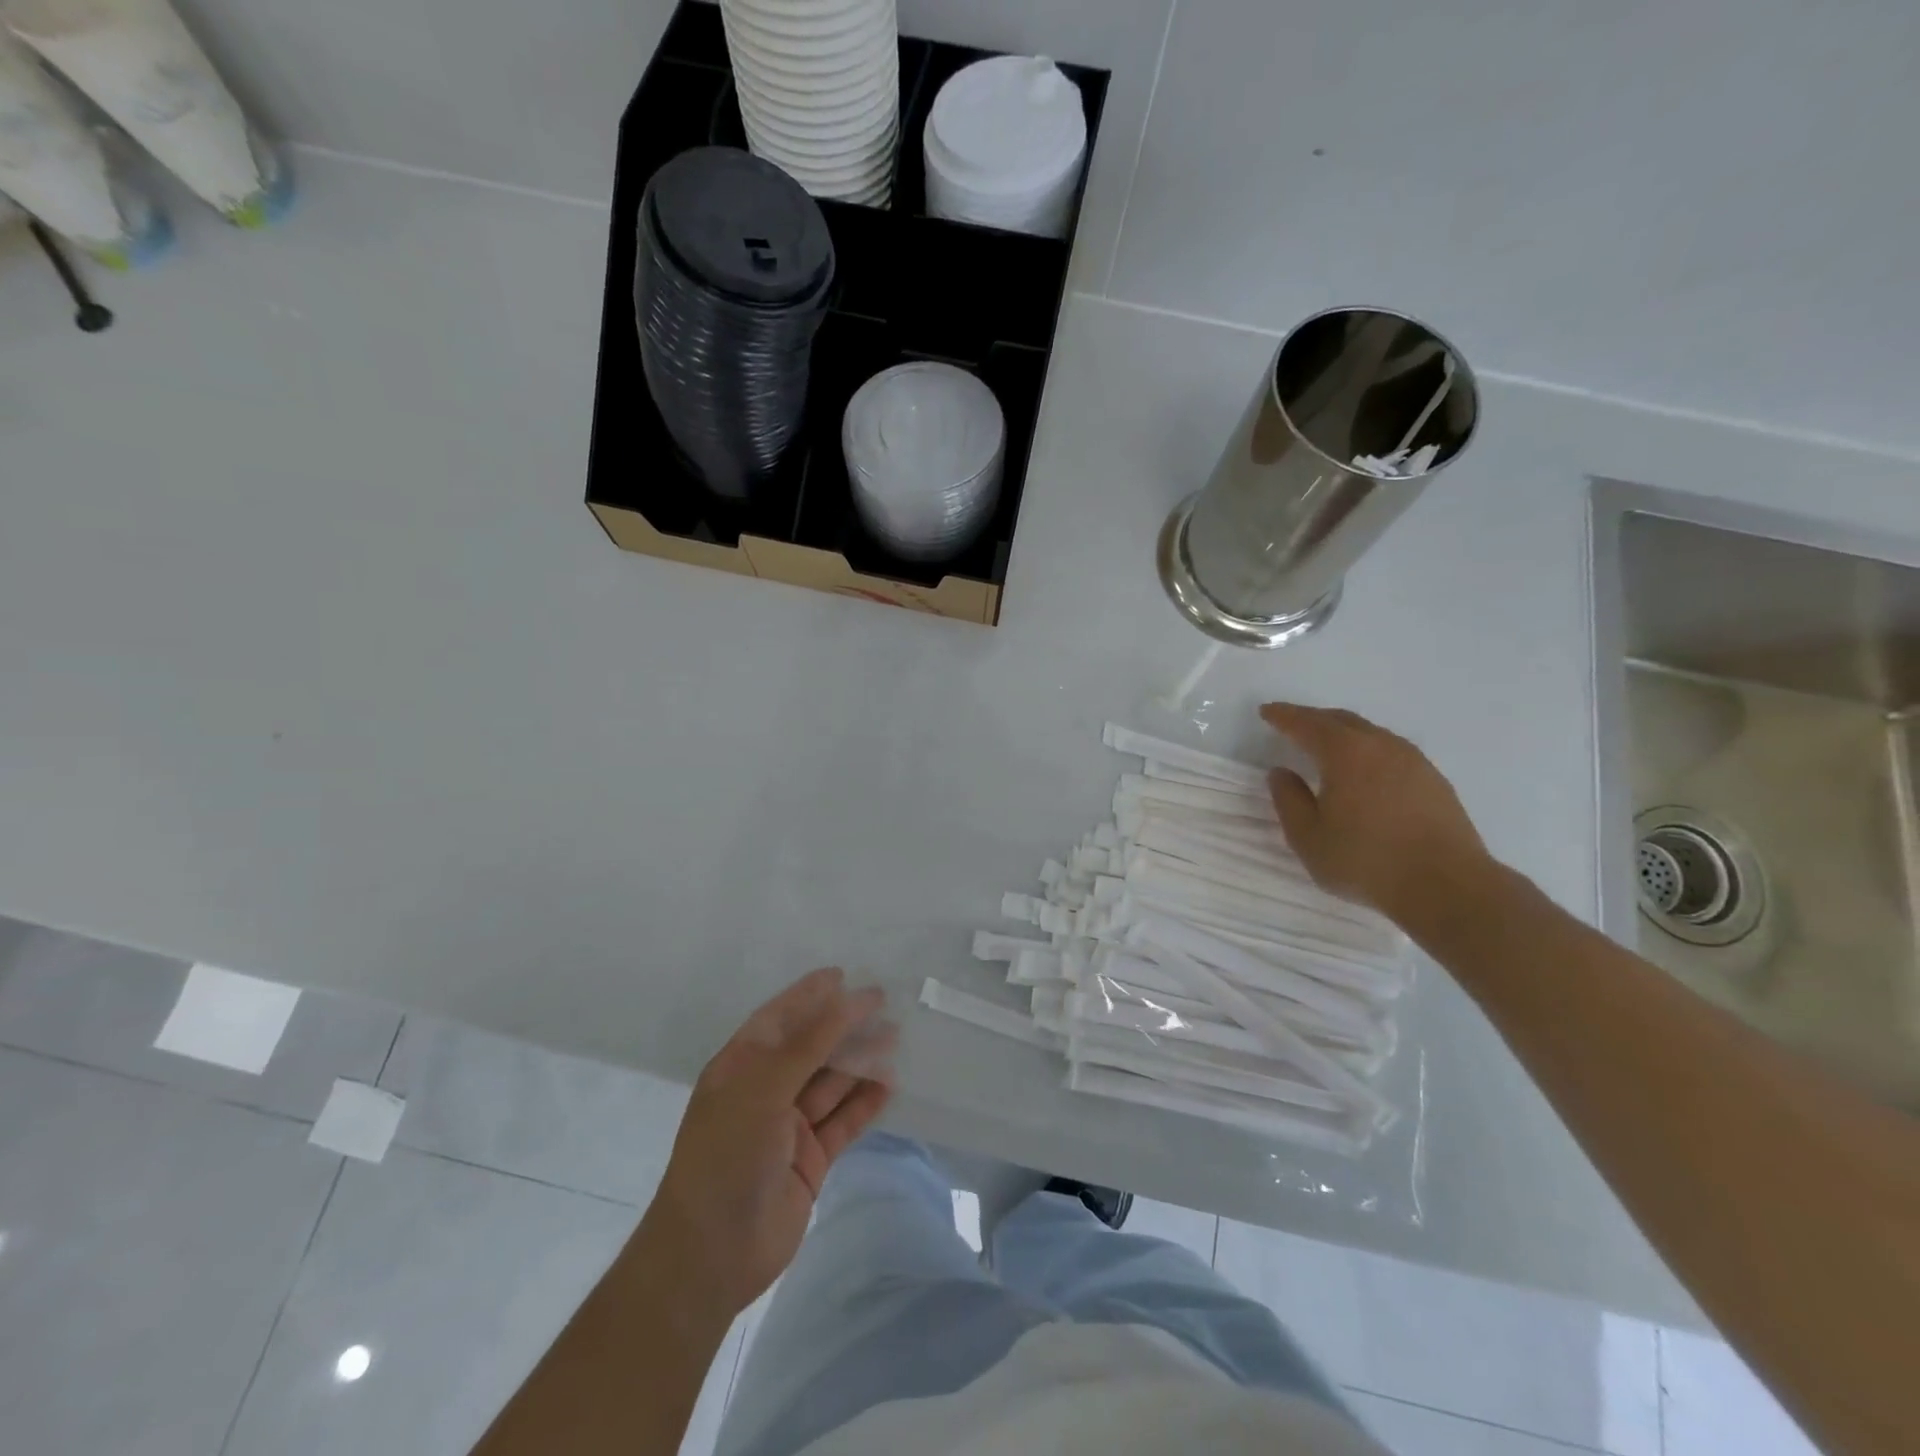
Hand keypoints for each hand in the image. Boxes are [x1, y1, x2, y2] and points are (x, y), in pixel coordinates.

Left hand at [638, 968, 893, 1319]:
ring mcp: (788, 1127)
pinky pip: (842, 1122)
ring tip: (895, 1039)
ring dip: (860, 1062)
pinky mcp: (810, 1160)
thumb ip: (808, 1044)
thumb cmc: (727, 1156)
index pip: (779, 1019)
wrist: (711, 1255)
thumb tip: (846, 998)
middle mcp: (765, 1091)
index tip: (843, 976)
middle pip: (811, 1048)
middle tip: (883, 1004)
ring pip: (831, 1083)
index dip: (808, 996)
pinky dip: (864, 1104)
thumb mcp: (763, 1088)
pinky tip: (889, 1086)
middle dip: (843, 1026)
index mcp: (741, 1068)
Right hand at [1260, 702, 1494, 927]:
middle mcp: (1381, 746)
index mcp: (1345, 753)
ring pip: (1371, 734)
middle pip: (1342, 720)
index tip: (1266, 711)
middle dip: (1314, 718)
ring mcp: (1414, 761)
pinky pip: (1391, 752)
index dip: (1284, 716)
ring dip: (1344, 734)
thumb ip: (1289, 800)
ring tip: (1327, 746)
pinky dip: (1369, 752)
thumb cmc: (1366, 861)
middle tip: (1293, 723)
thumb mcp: (1308, 837)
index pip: (1307, 724)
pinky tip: (1365, 771)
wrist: (1447, 886)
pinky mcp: (1434, 781)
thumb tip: (1281, 773)